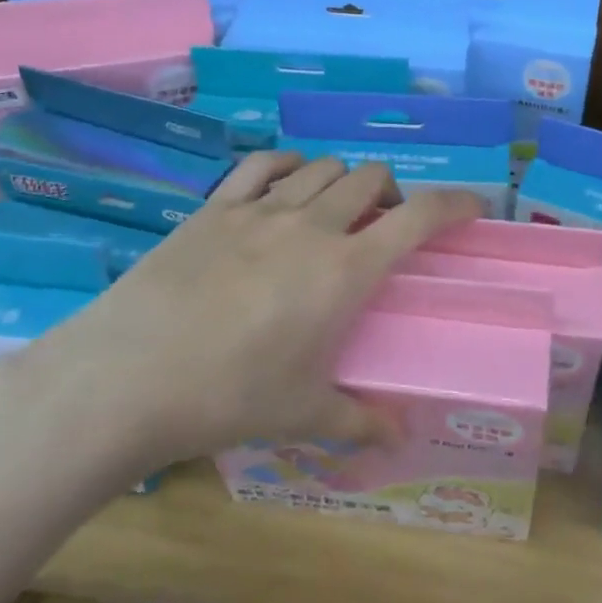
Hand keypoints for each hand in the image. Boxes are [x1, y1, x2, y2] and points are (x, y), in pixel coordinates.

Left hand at [0, 154, 484, 491]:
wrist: (126, 377)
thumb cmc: (227, 397)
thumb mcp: (301, 415)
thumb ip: (358, 420)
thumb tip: (400, 438)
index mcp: (345, 269)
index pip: (419, 217)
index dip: (455, 202)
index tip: (474, 204)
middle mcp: (313, 225)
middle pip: (372, 178)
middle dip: (393, 192)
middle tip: (386, 224)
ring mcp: (262, 209)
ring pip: (324, 166)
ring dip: (343, 180)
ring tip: (336, 209)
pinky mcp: (217, 206)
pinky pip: (265, 164)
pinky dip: (289, 165)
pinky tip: (287, 184)